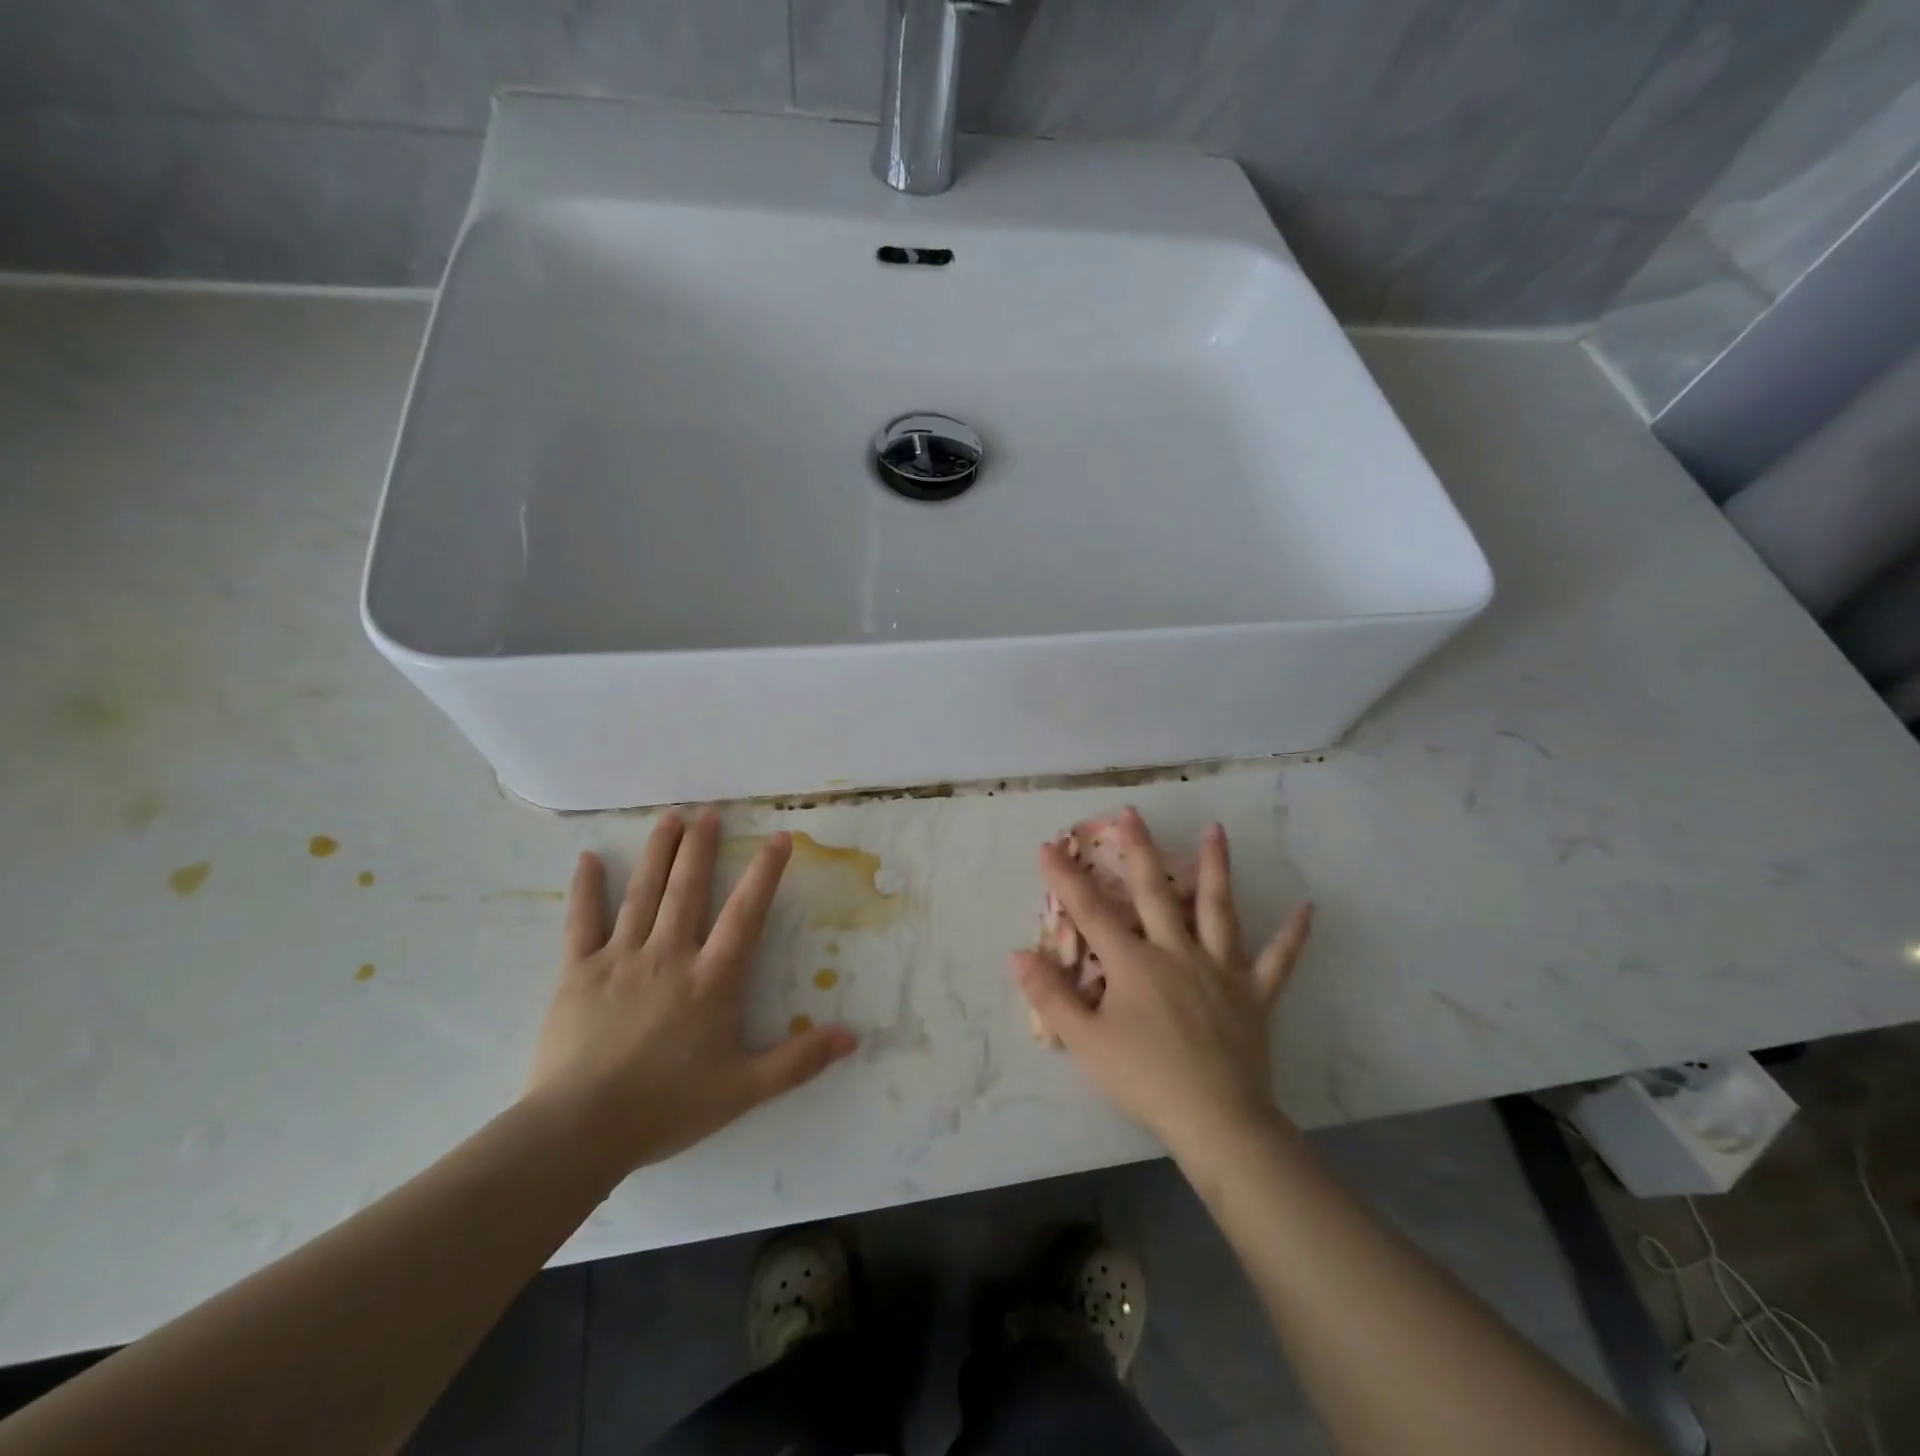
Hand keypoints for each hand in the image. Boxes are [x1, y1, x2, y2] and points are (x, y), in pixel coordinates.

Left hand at [525, 810, 857, 1181]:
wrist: (581, 1131)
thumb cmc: (667, 1106)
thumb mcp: (745, 1089)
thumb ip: (799, 1061)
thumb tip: (852, 1037)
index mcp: (711, 979)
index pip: (746, 913)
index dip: (765, 872)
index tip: (779, 837)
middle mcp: (669, 955)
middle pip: (688, 889)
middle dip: (702, 847)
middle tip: (710, 812)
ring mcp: (620, 959)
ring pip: (642, 894)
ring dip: (658, 852)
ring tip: (670, 818)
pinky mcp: (578, 973)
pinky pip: (581, 922)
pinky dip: (585, 889)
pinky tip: (587, 859)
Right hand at [1011, 808, 1311, 1159]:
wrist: (1217, 1120)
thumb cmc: (1145, 1080)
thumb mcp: (1086, 1042)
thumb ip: (1051, 997)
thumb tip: (1018, 954)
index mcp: (1134, 963)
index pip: (1091, 912)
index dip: (1066, 878)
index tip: (1049, 847)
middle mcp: (1177, 952)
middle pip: (1155, 892)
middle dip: (1139, 850)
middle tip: (1132, 813)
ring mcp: (1220, 969)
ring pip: (1217, 908)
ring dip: (1216, 867)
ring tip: (1216, 830)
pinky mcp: (1254, 993)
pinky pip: (1277, 959)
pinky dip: (1292, 934)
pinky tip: (1308, 908)